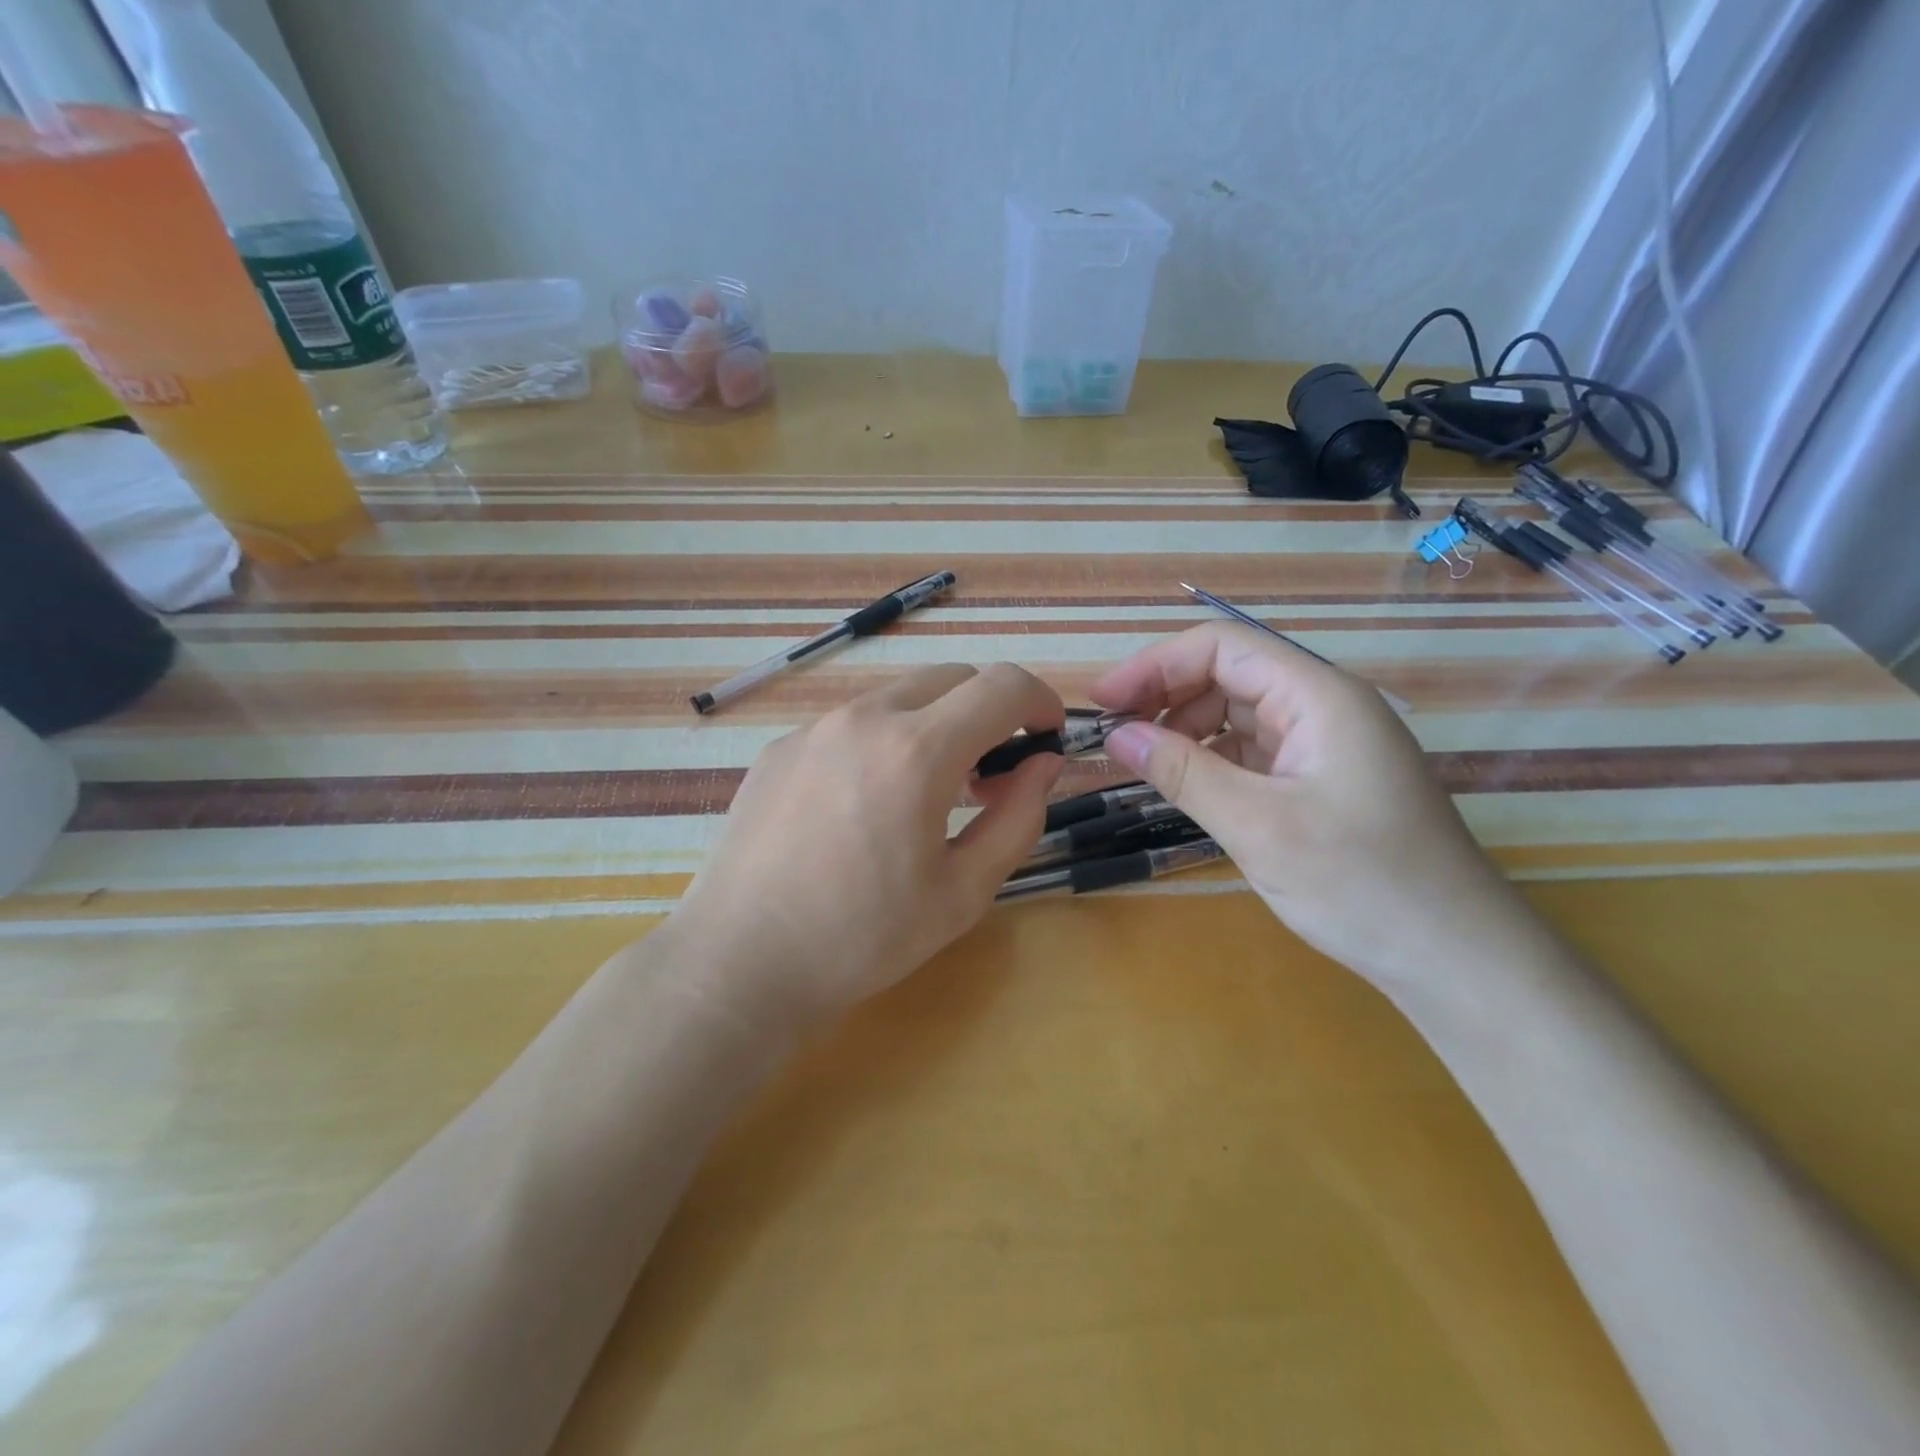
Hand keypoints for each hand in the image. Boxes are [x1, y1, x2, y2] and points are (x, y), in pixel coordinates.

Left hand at [672, 664, 1064, 1030]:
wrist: (740, 962)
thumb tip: (1043, 765)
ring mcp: (814, 728)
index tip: (1047, 738)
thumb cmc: (863, 938)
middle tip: (991, 776)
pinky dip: (884, 742)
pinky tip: (866, 806)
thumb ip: (1019, 818)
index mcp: (917, 750)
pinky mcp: (780, 748)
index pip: (1001, 685)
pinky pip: (851, 724)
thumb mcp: (963, 892)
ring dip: (935, 725)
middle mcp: (864, 718)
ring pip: (899, 697)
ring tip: (929, 792)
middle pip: (952, 678)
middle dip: (989, 712)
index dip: (1040, 702)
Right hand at [1090, 624, 1527, 986]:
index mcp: (1319, 696)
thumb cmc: (1361, 883)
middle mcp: (1324, 707)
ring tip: (1145, 766)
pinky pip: (1254, 751)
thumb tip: (1115, 735)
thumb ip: (1182, 772)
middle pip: (1229, 675)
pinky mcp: (1322, 780)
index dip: (1155, 665)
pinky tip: (1187, 786)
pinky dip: (1212, 760)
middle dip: (1166, 696)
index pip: (1222, 647)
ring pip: (1238, 713)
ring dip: (1186, 730)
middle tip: (1116, 738)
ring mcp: (1326, 745)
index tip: (1103, 703)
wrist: (1455, 957)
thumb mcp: (1257, 825)